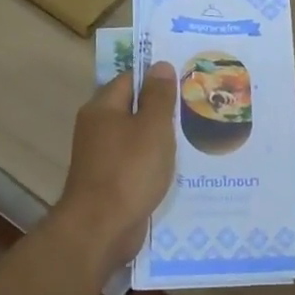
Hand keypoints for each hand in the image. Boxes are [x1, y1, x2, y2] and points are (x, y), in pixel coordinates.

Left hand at [57, 61, 176, 271]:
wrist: (101, 229)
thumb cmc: (129, 170)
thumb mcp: (152, 127)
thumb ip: (158, 96)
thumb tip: (160, 65)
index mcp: (102, 108)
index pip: (131, 79)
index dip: (158, 79)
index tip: (187, 82)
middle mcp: (97, 128)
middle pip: (133, 108)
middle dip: (163, 109)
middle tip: (197, 108)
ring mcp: (102, 157)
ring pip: (137, 137)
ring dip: (160, 138)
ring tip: (194, 136)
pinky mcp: (110, 182)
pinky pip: (136, 162)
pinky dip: (154, 163)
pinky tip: (177, 167)